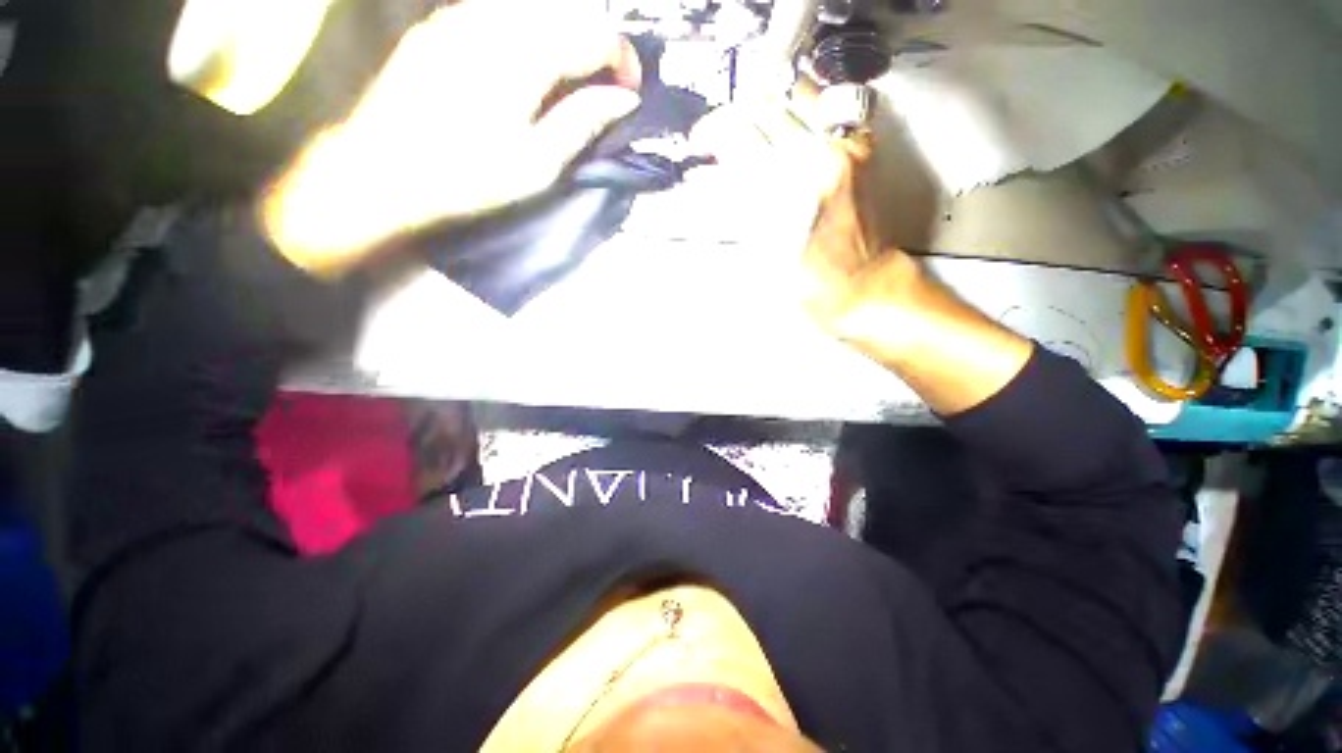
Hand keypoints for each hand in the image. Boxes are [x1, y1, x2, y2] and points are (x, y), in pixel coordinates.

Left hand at [263, 0, 641, 274]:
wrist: (383, 172)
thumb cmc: (469, 177)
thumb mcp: (537, 164)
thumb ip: (582, 122)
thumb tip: (624, 98)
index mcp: (524, 57)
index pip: (593, 34)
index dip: (622, 58)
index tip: (630, 90)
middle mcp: (493, 20)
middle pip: (565, 11)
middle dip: (595, 43)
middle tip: (602, 84)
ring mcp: (460, 16)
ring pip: (531, 6)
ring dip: (561, 34)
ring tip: (567, 74)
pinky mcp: (437, 24)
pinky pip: (496, 10)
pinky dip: (526, 29)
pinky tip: (523, 60)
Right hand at [688, 93, 919, 332]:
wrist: (860, 282)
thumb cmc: (806, 282)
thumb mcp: (758, 251)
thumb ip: (734, 206)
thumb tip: (706, 177)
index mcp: (782, 194)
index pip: (737, 135)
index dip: (710, 132)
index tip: (700, 141)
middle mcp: (814, 161)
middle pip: (763, 107)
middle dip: (732, 116)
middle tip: (721, 134)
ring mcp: (842, 148)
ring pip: (797, 94)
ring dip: (766, 102)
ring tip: (752, 122)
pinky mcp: (861, 148)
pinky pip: (830, 104)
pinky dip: (803, 103)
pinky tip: (789, 118)